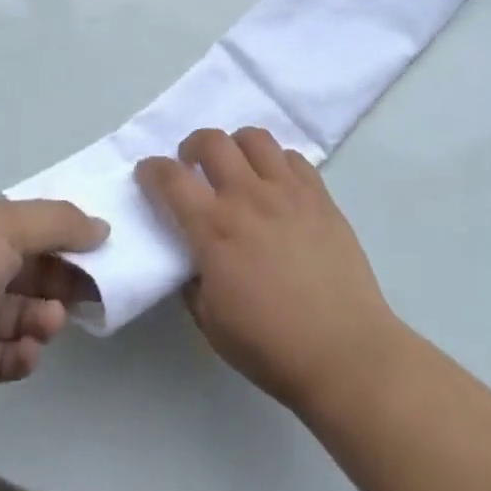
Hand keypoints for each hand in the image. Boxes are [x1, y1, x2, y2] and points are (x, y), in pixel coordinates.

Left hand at [0, 195, 107, 414]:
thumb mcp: (8, 225)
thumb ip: (60, 224)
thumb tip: (103, 228)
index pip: (39, 228)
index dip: (71, 240)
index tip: (104, 255)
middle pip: (37, 271)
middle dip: (65, 281)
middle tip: (89, 296)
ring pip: (24, 314)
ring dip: (45, 318)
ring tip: (48, 324)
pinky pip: (2, 357)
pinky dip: (22, 356)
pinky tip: (28, 354)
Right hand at [135, 128, 402, 415]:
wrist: (344, 351)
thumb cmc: (271, 346)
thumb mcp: (212, 323)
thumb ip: (193, 281)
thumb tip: (192, 256)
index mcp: (215, 229)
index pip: (171, 179)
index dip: (151, 169)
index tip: (147, 172)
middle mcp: (248, 197)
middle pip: (213, 141)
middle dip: (193, 145)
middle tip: (192, 164)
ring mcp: (288, 191)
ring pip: (255, 138)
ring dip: (236, 146)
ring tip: (237, 166)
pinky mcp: (320, 195)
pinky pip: (293, 157)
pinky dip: (276, 162)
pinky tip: (276, 184)